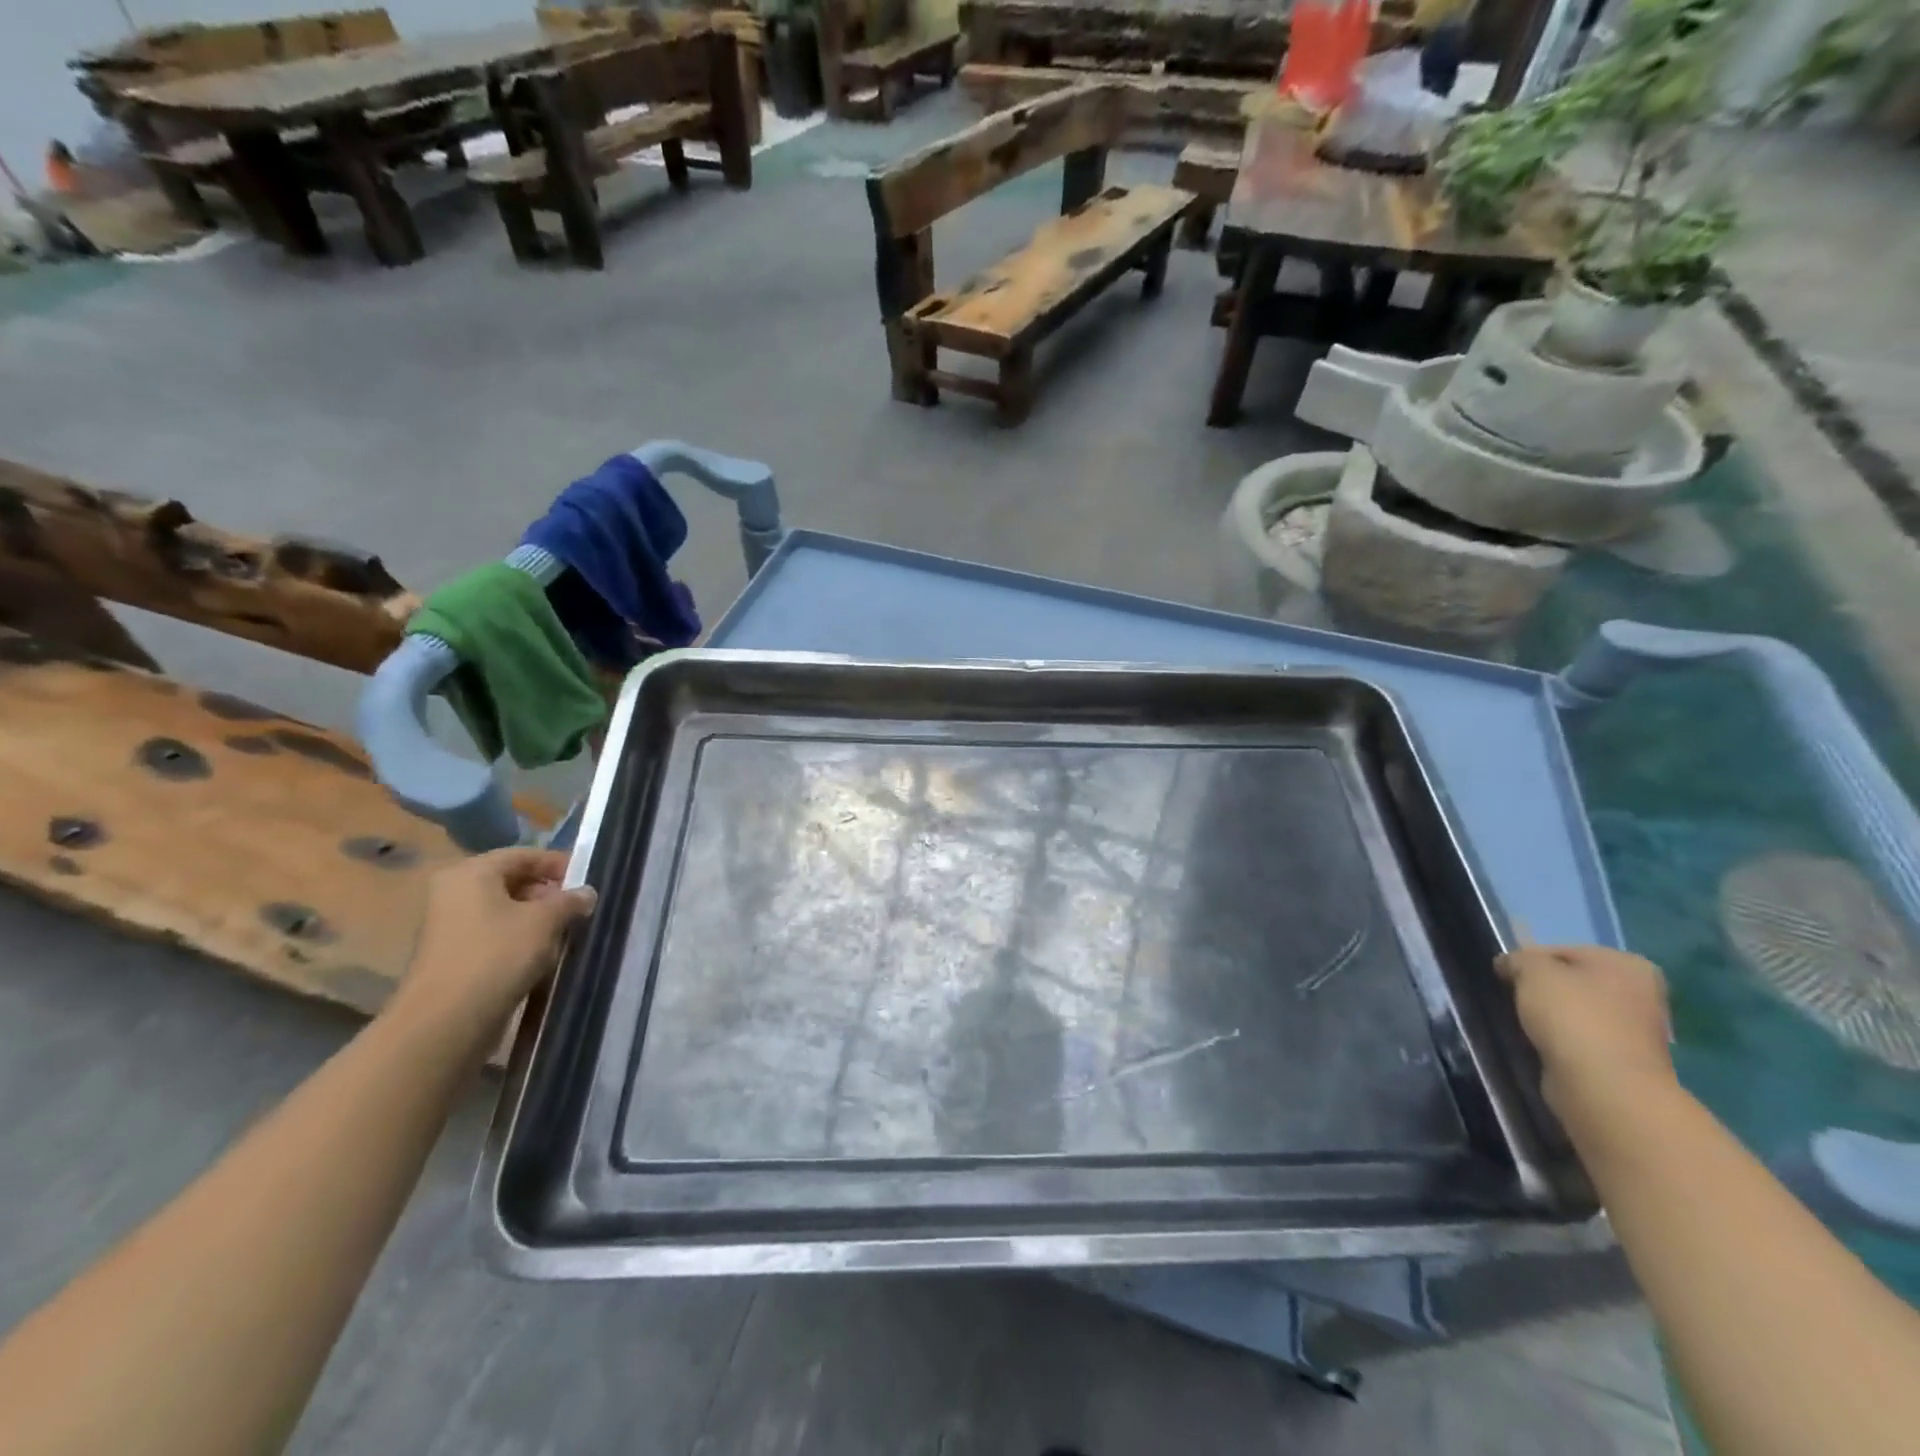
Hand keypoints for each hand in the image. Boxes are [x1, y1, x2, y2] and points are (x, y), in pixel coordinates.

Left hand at [399, 848, 597, 1036]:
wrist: (446, 1021)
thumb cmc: (497, 955)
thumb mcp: (545, 921)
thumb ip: (570, 901)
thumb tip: (587, 893)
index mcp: (471, 873)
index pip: (524, 855)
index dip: (559, 865)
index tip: (588, 880)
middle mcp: (454, 892)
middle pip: (513, 882)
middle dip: (549, 894)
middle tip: (579, 909)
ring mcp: (450, 926)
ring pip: (505, 911)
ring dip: (538, 919)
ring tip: (567, 934)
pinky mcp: (454, 956)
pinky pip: (495, 935)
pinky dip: (520, 940)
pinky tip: (543, 956)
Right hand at [1496, 944, 1674, 1115]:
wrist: (1604, 1087)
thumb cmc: (1573, 1016)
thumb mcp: (1532, 970)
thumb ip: (1518, 959)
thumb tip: (1510, 966)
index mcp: (1627, 964)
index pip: (1561, 951)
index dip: (1527, 961)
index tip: (1506, 977)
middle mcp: (1641, 994)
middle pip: (1571, 982)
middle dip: (1541, 990)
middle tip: (1513, 1000)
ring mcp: (1636, 1032)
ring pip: (1575, 1013)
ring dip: (1549, 1018)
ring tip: (1524, 1026)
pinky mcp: (1623, 1062)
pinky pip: (1579, 1041)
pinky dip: (1559, 1042)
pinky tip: (1542, 1047)